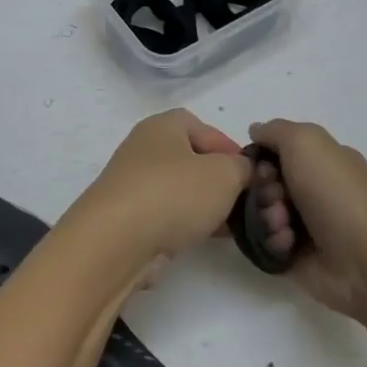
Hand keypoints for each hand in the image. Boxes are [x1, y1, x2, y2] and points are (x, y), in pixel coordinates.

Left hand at [68, 110, 250, 282]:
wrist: (117, 240)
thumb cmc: (174, 193)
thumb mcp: (225, 174)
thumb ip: (242, 167)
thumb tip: (240, 170)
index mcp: (163, 126)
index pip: (203, 127)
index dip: (229, 148)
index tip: (250, 174)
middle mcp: (144, 149)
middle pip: (192, 159)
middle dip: (219, 180)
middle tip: (242, 201)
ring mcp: (133, 184)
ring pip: (180, 189)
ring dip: (205, 205)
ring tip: (230, 225)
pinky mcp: (128, 217)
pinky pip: (166, 214)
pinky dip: (186, 223)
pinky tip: (204, 238)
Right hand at [245, 119, 366, 323]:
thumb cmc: (338, 194)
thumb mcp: (307, 142)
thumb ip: (276, 130)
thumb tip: (256, 130)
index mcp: (324, 162)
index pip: (279, 152)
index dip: (263, 157)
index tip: (261, 166)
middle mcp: (315, 190)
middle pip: (266, 182)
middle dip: (263, 188)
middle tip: (275, 197)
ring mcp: (307, 225)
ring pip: (263, 212)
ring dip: (266, 215)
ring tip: (282, 226)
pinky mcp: (297, 257)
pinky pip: (267, 243)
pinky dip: (272, 241)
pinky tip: (286, 244)